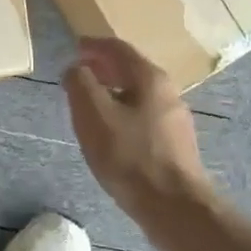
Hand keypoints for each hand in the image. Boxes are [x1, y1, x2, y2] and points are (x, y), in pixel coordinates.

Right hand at [63, 37, 212, 219]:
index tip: (76, 46)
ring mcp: (174, 119)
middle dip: (104, 67)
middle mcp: (168, 91)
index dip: (94, 45)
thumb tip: (76, 68)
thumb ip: (80, 83)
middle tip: (80, 71)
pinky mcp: (174, 143)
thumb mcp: (93, 114)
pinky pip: (143, 115)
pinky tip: (110, 129)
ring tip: (90, 100)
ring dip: (113, 90)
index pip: (118, 49)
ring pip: (138, 93)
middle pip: (131, 69)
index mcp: (149, 78)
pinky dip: (123, 110)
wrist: (173, 205)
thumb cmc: (129, 155)